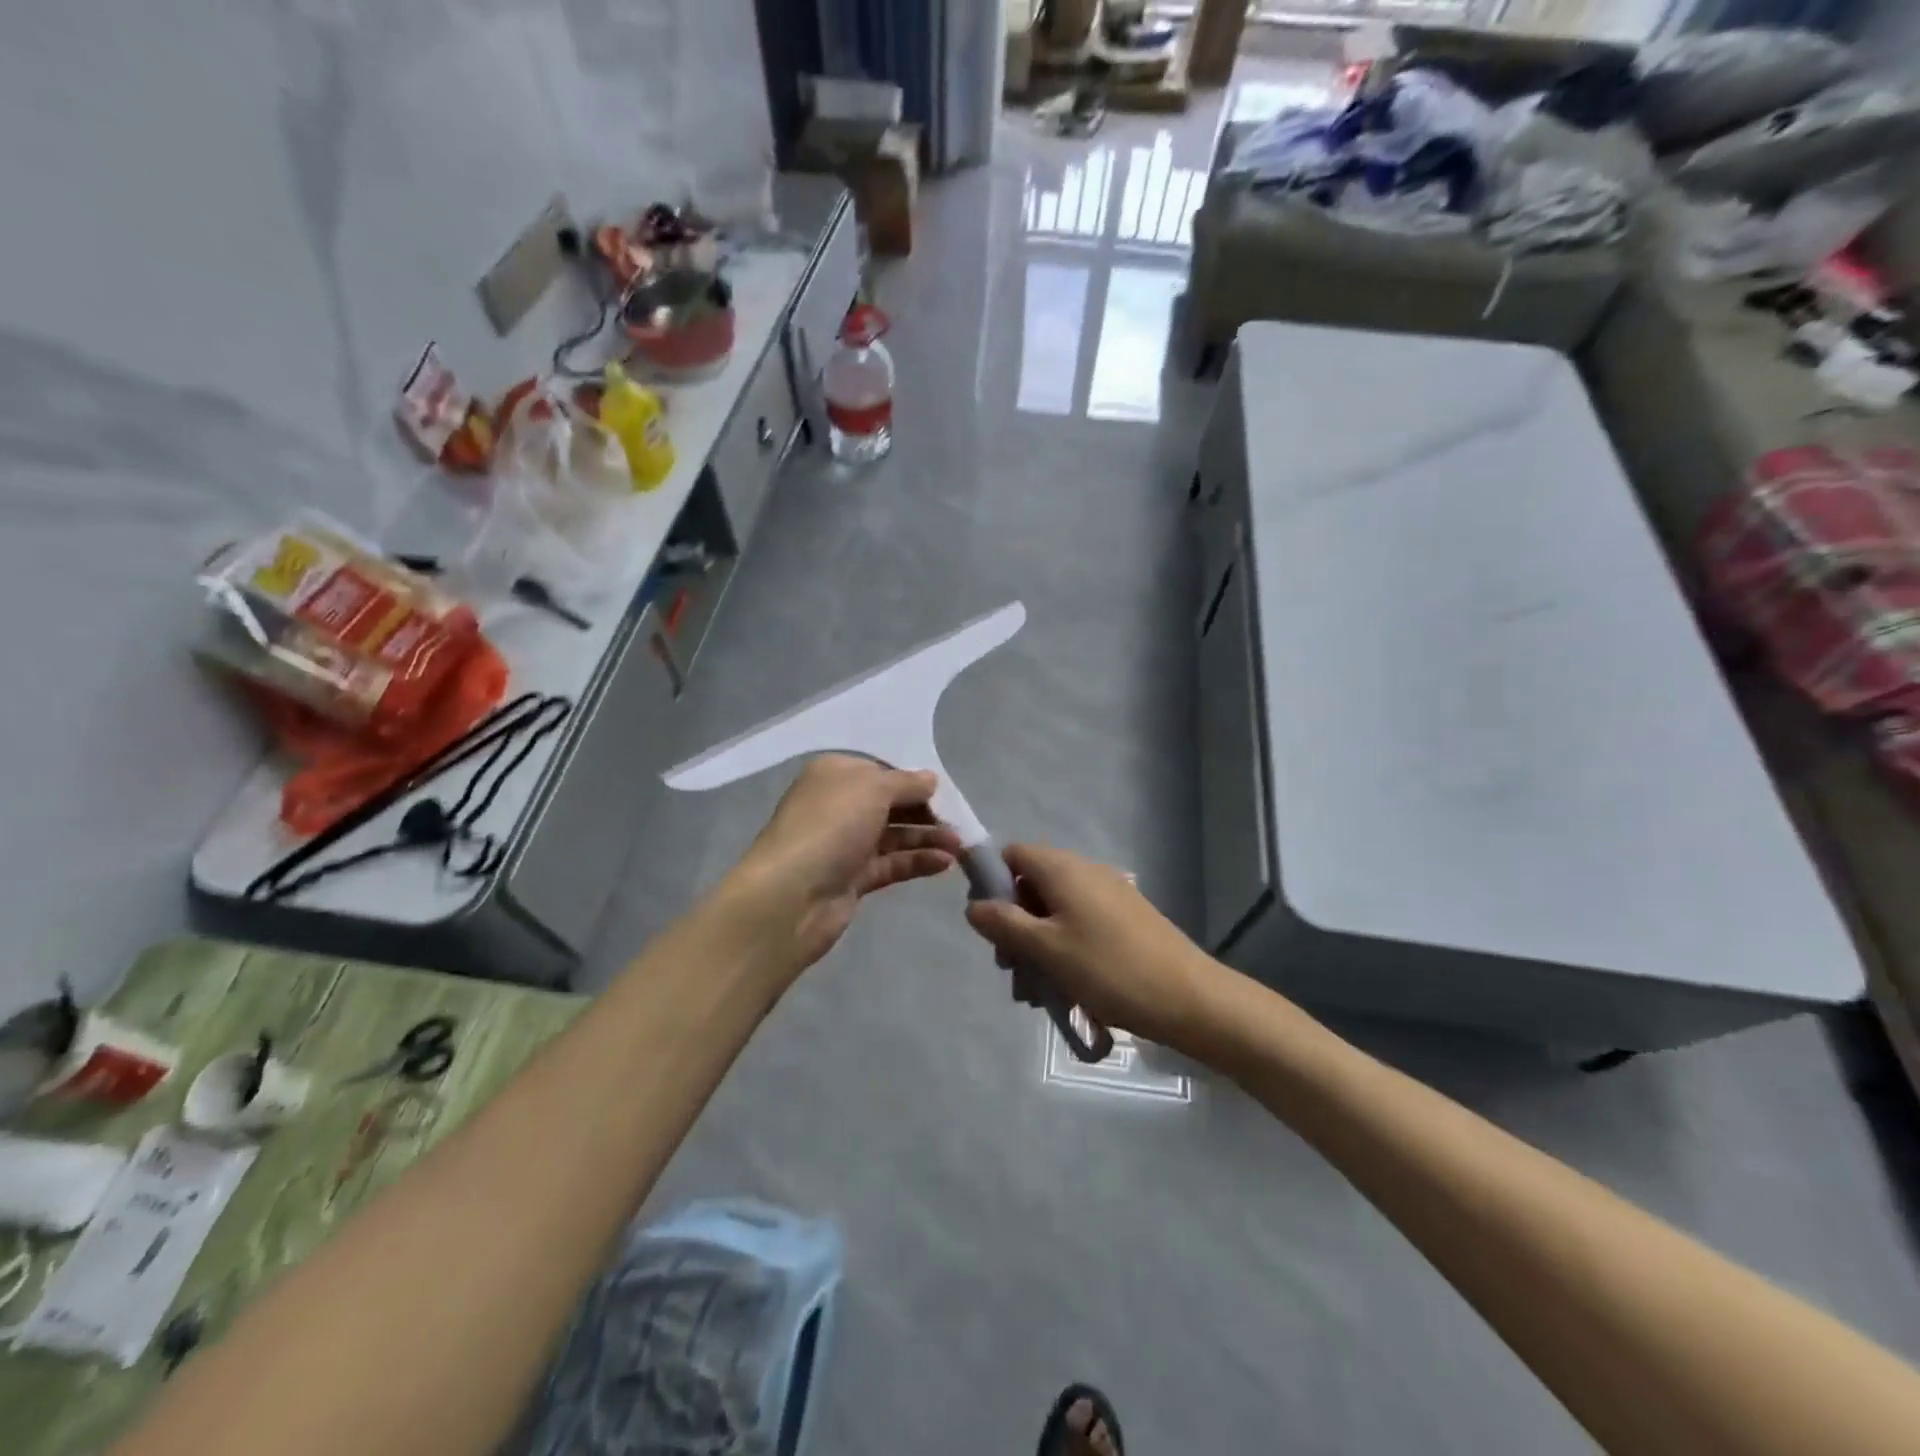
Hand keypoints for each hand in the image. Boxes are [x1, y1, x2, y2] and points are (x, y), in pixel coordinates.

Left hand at [726, 755, 962, 970]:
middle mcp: (838, 806)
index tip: (944, 791)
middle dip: (925, 811)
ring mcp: (844, 844)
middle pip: (890, 803)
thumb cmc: (830, 827)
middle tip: (960, 821)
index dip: (912, 779)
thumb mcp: (873, 789)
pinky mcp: (853, 879)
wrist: (791, 897)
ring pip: (894, 835)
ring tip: (961, 846)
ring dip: (928, 838)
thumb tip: (930, 779)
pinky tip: (945, 863)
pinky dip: (918, 861)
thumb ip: (906, 783)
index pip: (880, 770)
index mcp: (835, 775)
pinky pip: (892, 864)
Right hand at [963, 843, 1226, 1055]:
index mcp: (1063, 869)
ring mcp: (1110, 894)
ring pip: (1056, 912)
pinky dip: (1065, 949)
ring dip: (1038, 945)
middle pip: (1032, 886)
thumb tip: (973, 905)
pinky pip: (1081, 924)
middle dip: (1014, 925)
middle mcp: (1085, 872)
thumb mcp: (1046, 949)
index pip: (1012, 854)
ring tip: (1037, 993)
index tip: (988, 923)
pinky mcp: (1126, 918)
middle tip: (1012, 969)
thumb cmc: (1109, 969)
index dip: (992, 882)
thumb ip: (1004, 923)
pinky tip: (1067, 989)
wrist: (1189, 998)